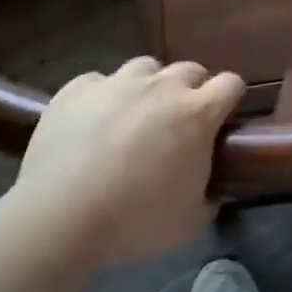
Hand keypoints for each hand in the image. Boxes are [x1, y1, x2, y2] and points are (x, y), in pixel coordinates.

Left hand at [8, 57, 244, 266]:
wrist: (60, 218)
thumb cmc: (134, 222)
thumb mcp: (189, 223)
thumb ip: (209, 199)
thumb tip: (213, 191)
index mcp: (196, 114)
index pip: (230, 83)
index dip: (230, 97)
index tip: (223, 117)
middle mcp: (162, 87)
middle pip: (189, 70)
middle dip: (191, 90)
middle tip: (178, 122)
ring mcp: (118, 82)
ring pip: (145, 67)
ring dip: (148, 86)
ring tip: (135, 114)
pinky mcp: (78, 88)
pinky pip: (99, 81)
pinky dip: (102, 96)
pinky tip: (92, 121)